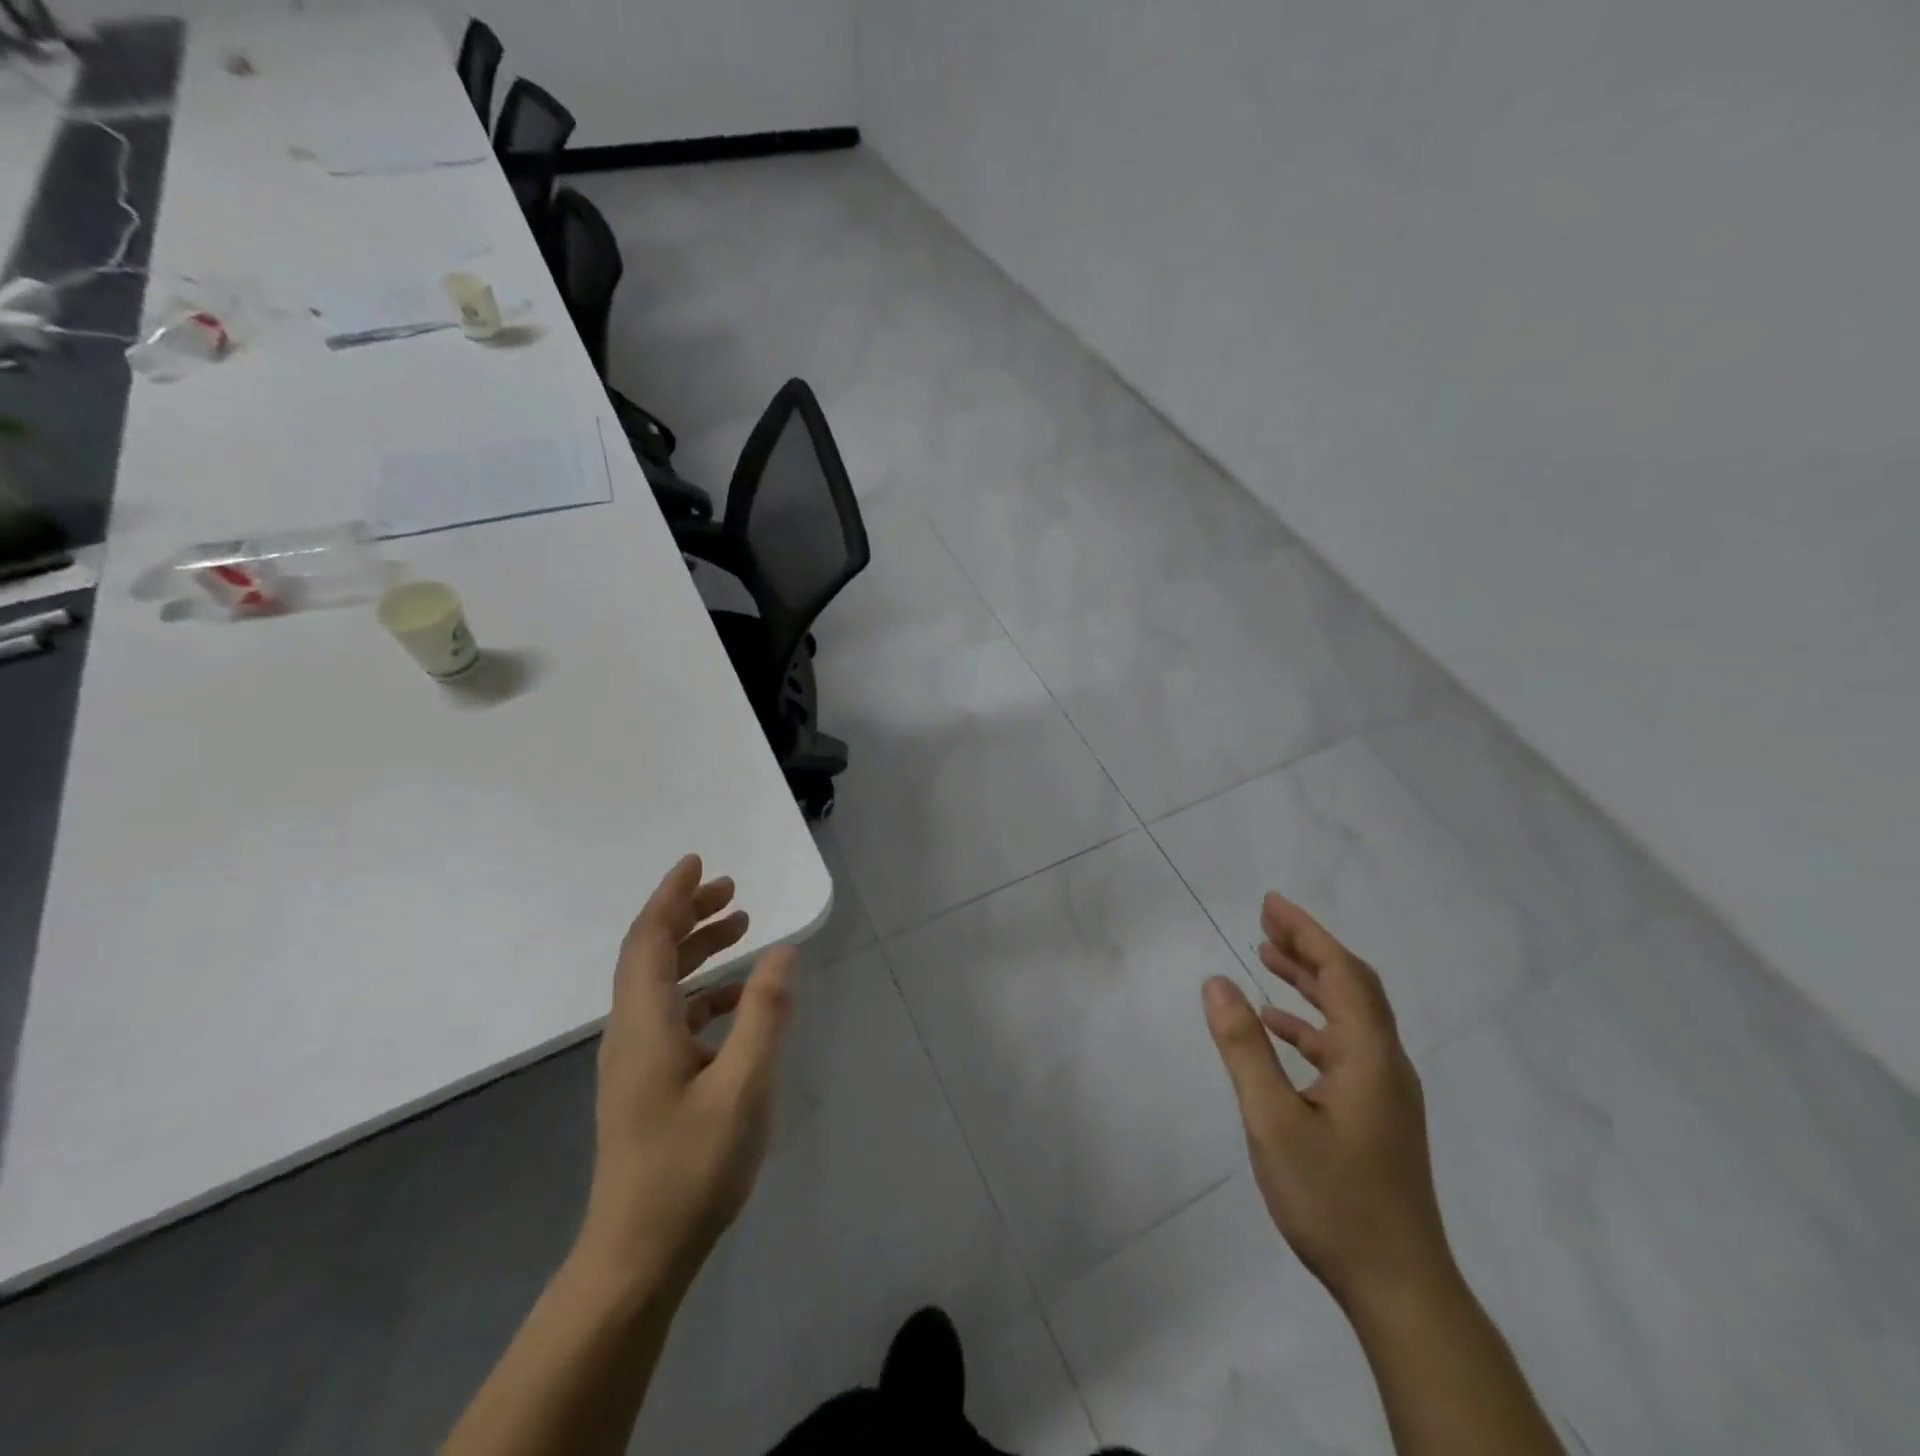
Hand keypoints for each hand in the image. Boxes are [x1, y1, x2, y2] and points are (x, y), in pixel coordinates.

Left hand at [577, 855, 796, 1290]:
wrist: (637, 1255)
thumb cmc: (691, 1167)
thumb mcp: (743, 1085)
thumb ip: (764, 1014)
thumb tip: (782, 951)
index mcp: (645, 1023)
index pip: (650, 939)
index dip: (672, 896)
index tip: (698, 861)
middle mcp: (631, 1031)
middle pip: (651, 953)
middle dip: (688, 913)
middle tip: (731, 890)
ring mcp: (635, 1059)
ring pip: (661, 983)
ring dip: (696, 948)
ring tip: (740, 926)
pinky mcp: (645, 1082)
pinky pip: (671, 1014)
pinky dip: (703, 991)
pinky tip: (737, 999)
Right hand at [1202, 893, 1453, 1310]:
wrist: (1399, 1288)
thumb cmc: (1334, 1199)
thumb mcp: (1274, 1120)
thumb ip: (1243, 1048)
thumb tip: (1216, 982)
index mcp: (1369, 1057)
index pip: (1342, 973)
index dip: (1307, 932)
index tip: (1270, 903)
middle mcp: (1385, 1064)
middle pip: (1351, 987)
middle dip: (1309, 947)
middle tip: (1265, 920)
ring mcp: (1384, 1092)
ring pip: (1348, 1016)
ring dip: (1309, 982)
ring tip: (1266, 958)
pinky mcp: (1376, 1115)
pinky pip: (1343, 1047)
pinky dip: (1309, 1025)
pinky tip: (1278, 1028)